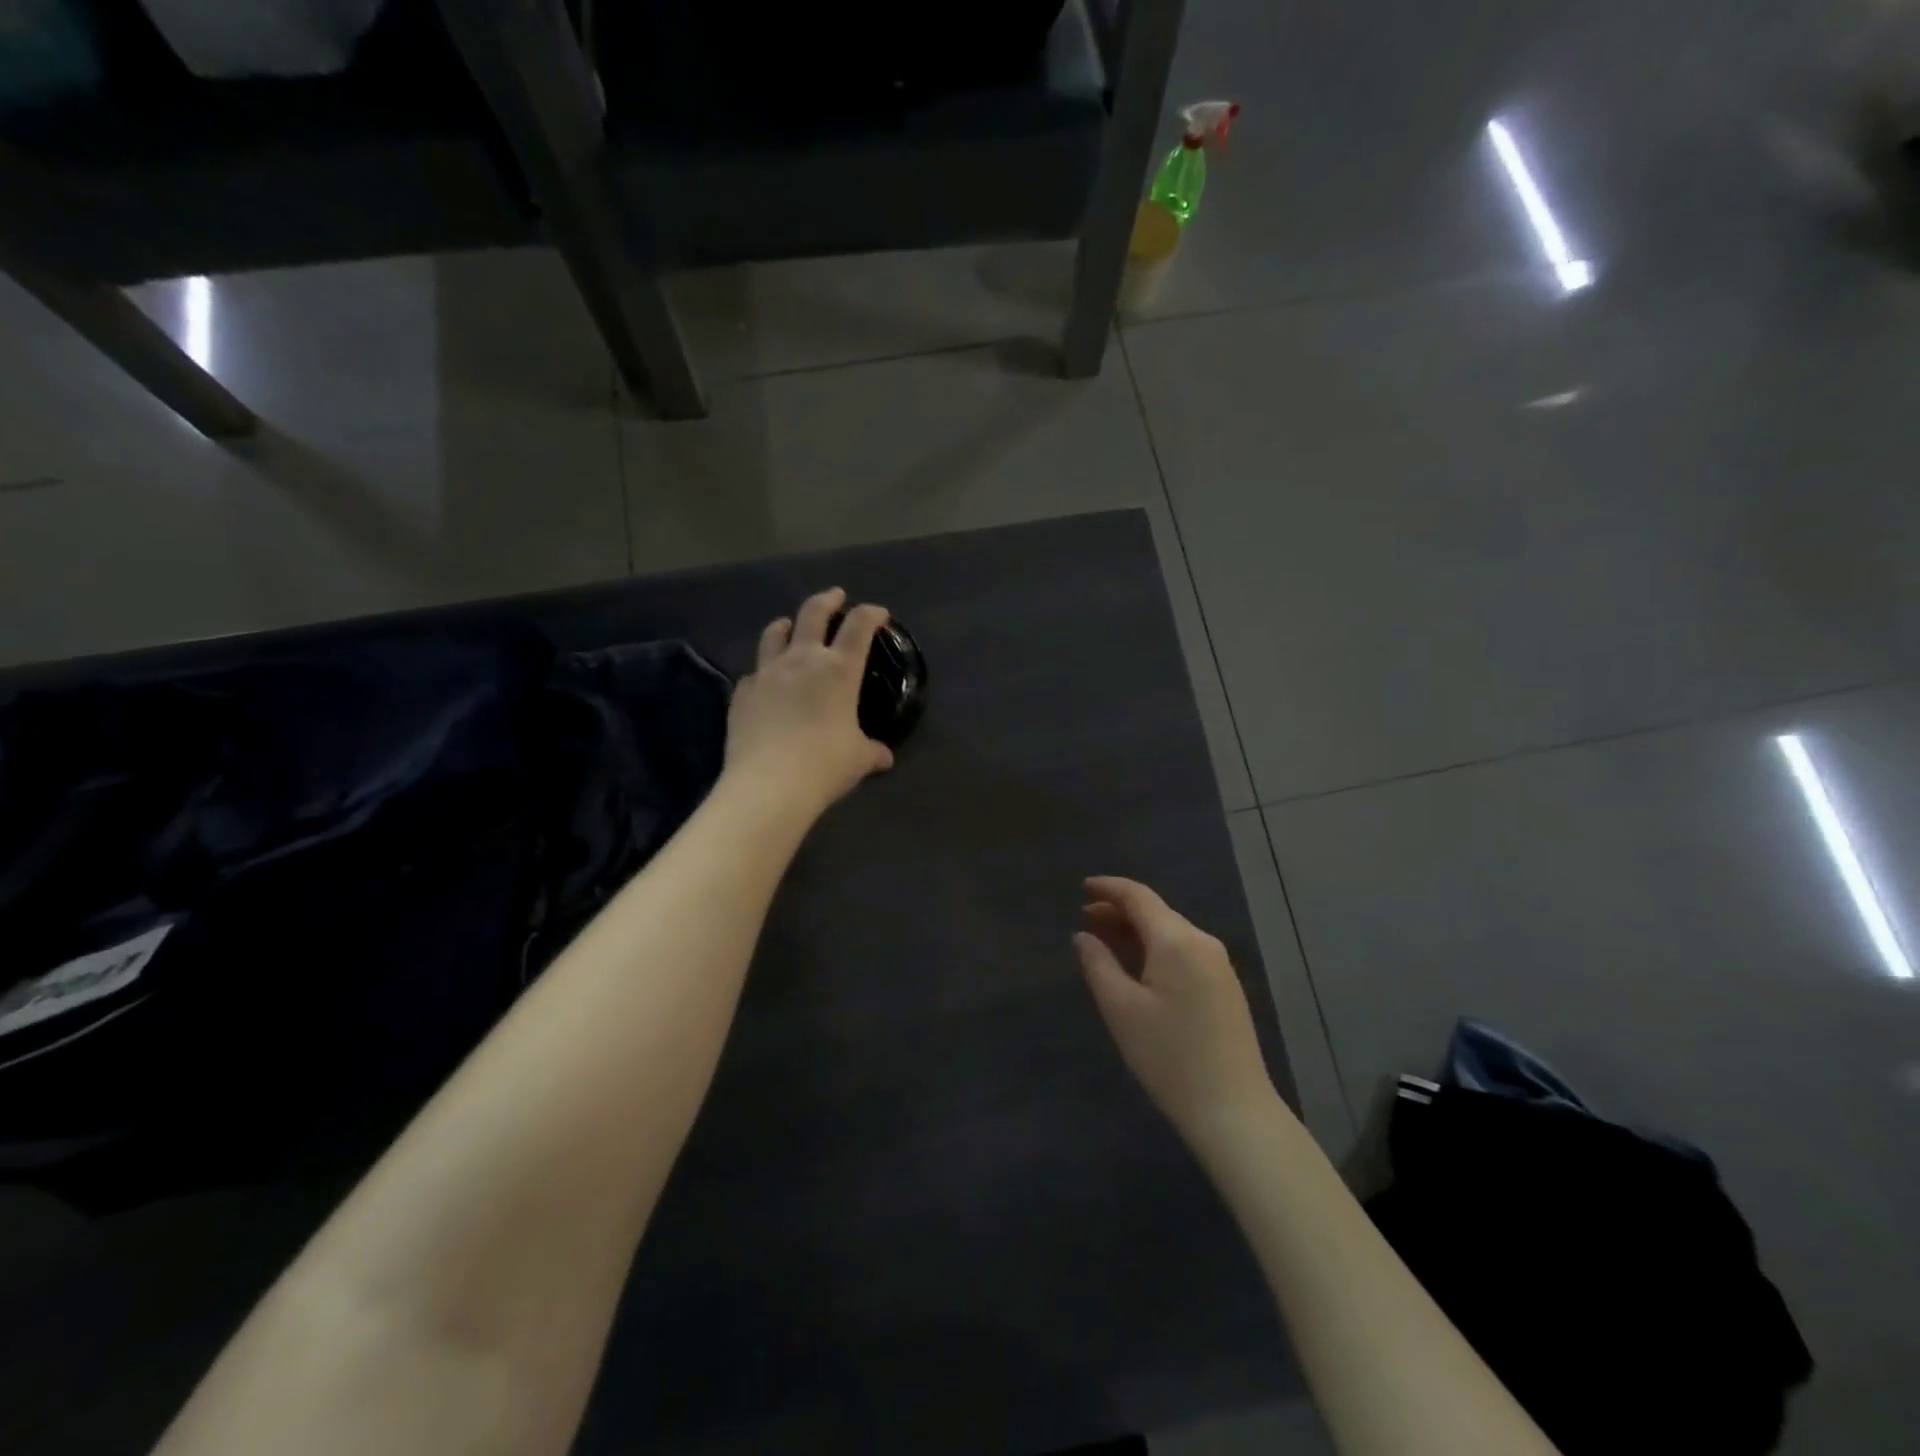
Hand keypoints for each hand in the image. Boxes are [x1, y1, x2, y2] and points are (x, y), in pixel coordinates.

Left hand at [723, 588, 893, 819]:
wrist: (769, 784)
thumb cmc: (825, 765)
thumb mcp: (858, 759)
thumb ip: (871, 751)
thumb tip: (884, 757)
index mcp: (839, 669)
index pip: (859, 626)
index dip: (871, 614)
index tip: (878, 613)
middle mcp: (803, 660)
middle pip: (813, 613)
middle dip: (827, 600)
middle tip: (835, 596)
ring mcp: (768, 673)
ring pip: (775, 633)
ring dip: (787, 624)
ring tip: (790, 626)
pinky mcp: (743, 692)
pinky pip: (755, 672)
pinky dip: (764, 670)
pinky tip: (767, 683)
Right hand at [1075, 877, 1276, 1150]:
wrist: (1233, 1110)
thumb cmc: (1169, 1057)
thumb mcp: (1121, 1009)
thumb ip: (1098, 965)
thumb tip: (1083, 936)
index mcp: (1177, 941)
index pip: (1139, 897)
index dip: (1109, 888)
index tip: (1082, 887)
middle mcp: (1203, 943)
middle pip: (1157, 912)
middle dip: (1120, 910)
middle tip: (1085, 918)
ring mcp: (1219, 965)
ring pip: (1171, 932)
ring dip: (1137, 930)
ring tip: (1105, 940)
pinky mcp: (1225, 987)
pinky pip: (1184, 951)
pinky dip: (1156, 948)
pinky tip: (1139, 966)